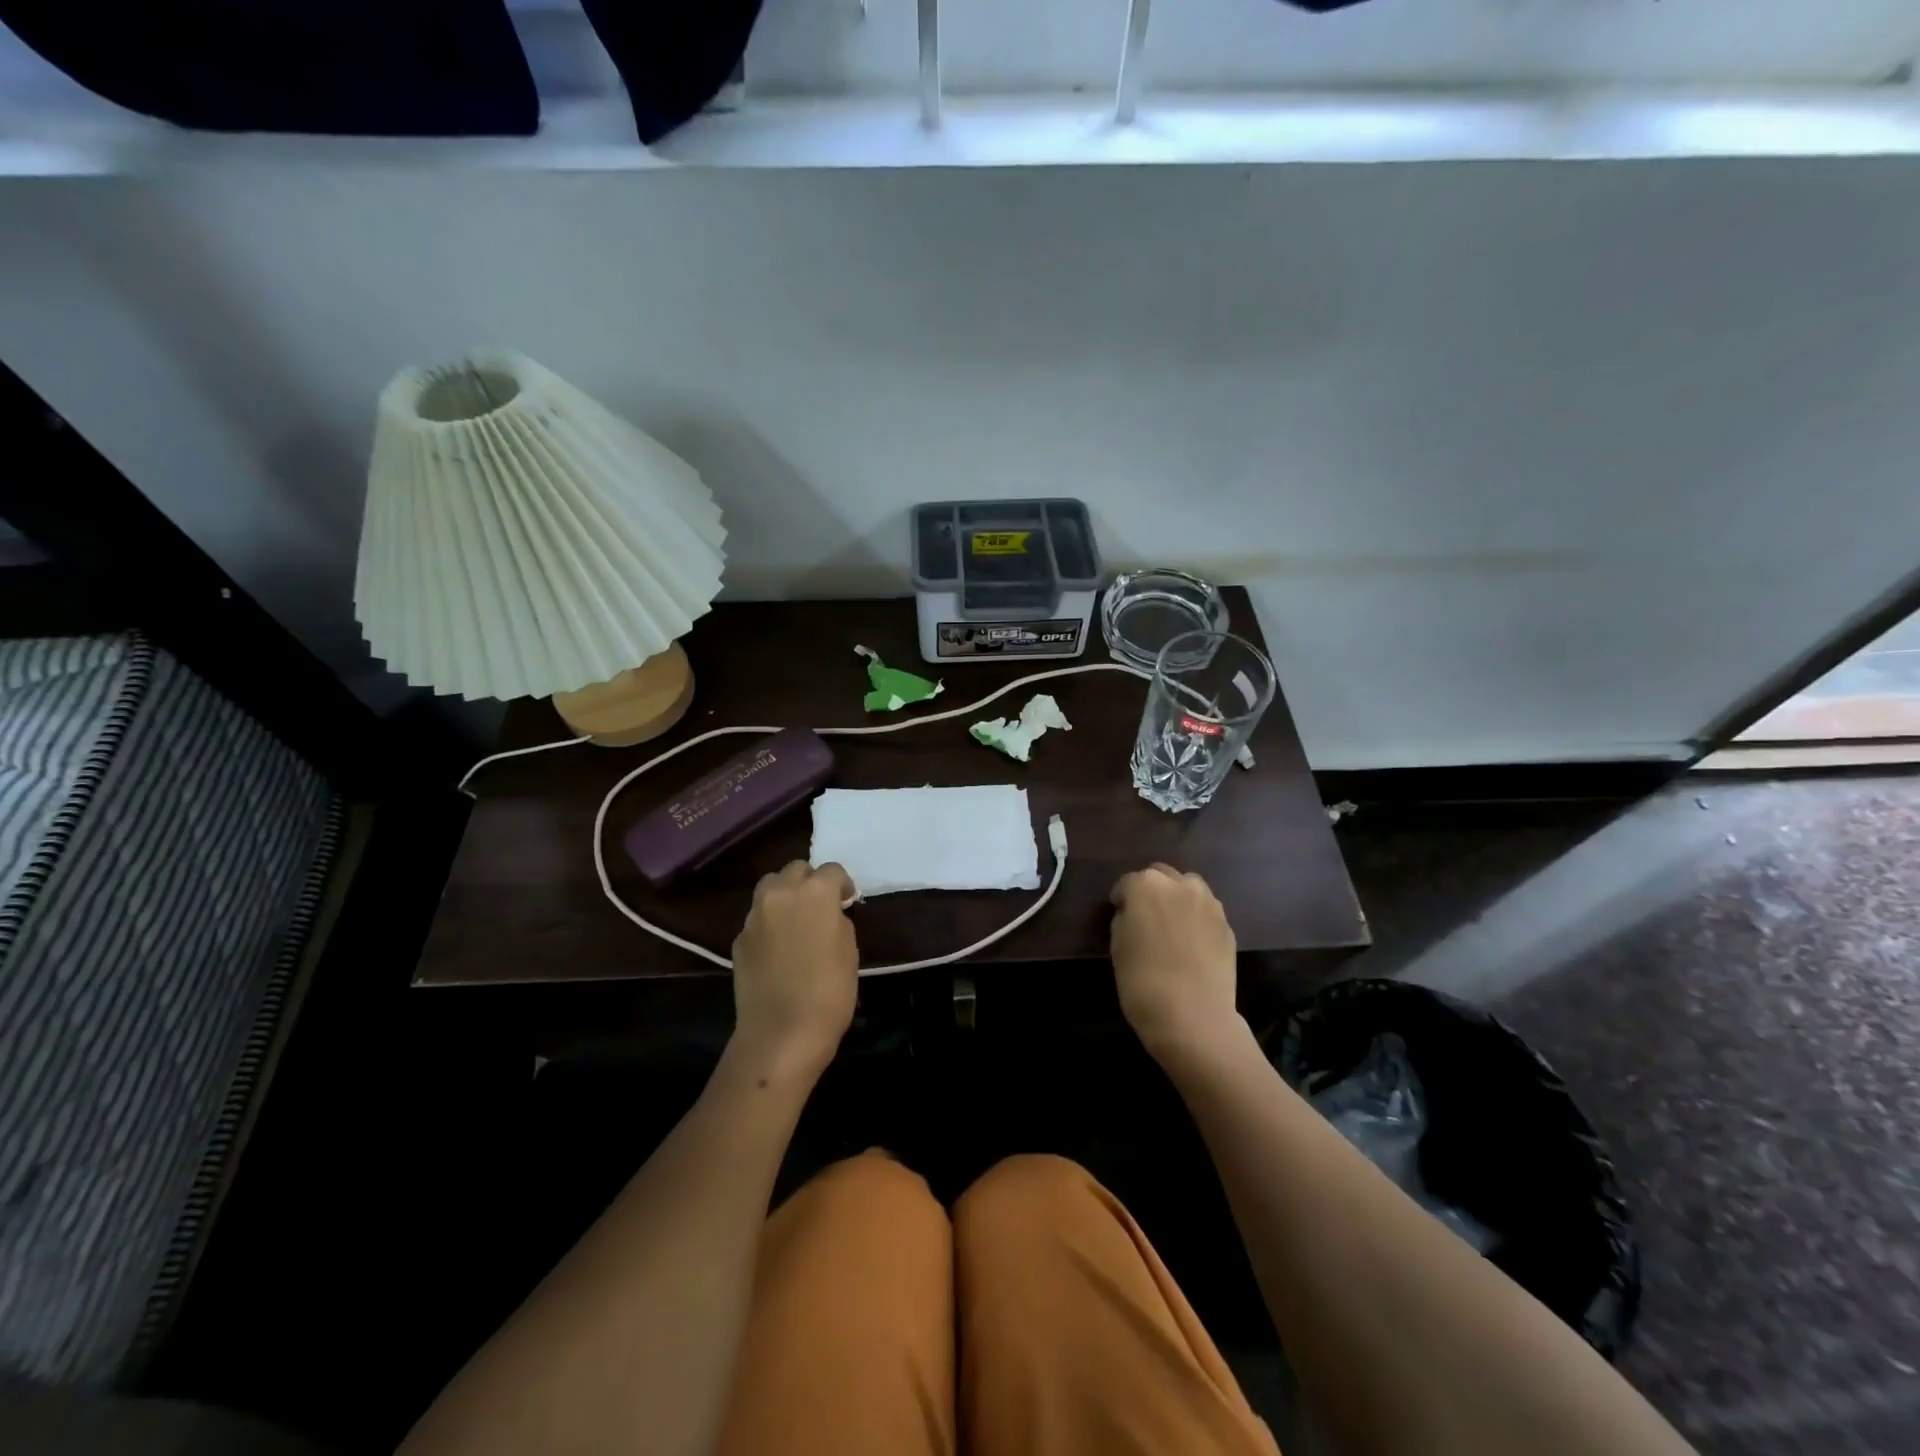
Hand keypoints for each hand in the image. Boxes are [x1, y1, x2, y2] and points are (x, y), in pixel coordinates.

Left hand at [729, 861, 858, 1080]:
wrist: (781, 1034)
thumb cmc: (829, 992)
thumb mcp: (849, 951)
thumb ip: (838, 920)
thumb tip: (829, 914)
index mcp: (815, 892)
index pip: (832, 869)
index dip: (842, 884)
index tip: (847, 902)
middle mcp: (781, 894)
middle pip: (795, 869)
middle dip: (810, 880)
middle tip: (820, 906)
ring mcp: (755, 916)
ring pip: (770, 887)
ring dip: (785, 895)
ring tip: (795, 920)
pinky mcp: (739, 939)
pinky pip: (757, 918)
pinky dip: (769, 922)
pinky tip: (778, 948)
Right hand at [1110, 864, 1242, 1064]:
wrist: (1193, 1017)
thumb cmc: (1142, 981)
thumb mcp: (1117, 946)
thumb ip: (1125, 918)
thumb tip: (1133, 914)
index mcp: (1145, 885)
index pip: (1126, 883)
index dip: (1121, 899)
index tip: (1119, 915)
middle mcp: (1179, 884)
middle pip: (1160, 875)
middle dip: (1151, 890)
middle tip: (1145, 917)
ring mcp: (1208, 902)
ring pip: (1188, 887)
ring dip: (1177, 898)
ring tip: (1171, 926)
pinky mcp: (1227, 924)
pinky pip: (1206, 911)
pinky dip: (1196, 918)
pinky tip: (1191, 943)